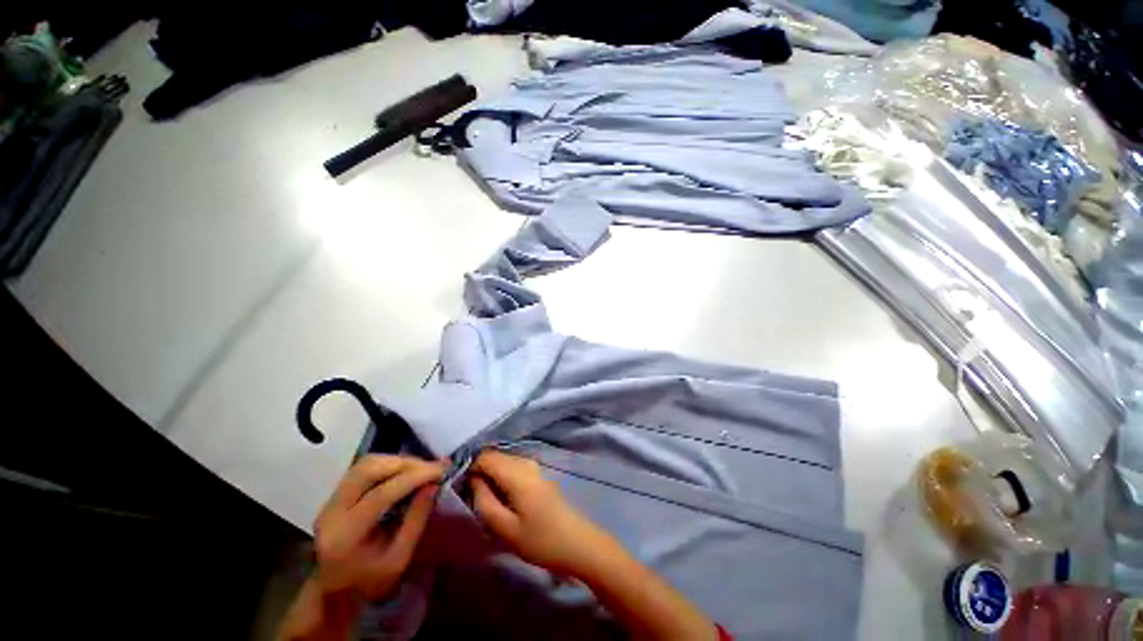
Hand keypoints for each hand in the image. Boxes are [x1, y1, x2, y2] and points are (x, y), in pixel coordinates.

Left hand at [312, 455, 443, 601]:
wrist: (334, 590)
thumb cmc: (369, 580)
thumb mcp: (399, 559)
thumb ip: (416, 521)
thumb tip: (434, 485)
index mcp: (346, 534)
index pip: (381, 494)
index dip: (414, 477)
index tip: (441, 470)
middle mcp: (332, 511)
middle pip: (369, 469)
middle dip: (406, 463)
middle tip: (431, 467)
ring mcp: (330, 500)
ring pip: (366, 464)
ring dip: (397, 461)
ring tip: (421, 468)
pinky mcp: (334, 495)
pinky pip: (363, 468)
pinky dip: (388, 464)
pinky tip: (405, 471)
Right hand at [469, 451, 618, 576]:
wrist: (576, 542)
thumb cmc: (540, 539)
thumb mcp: (504, 527)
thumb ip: (483, 500)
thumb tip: (471, 479)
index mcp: (517, 472)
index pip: (484, 456)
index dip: (468, 468)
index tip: (458, 488)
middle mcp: (525, 461)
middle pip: (494, 457)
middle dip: (478, 472)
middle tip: (470, 498)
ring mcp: (533, 466)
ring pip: (502, 462)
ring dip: (489, 476)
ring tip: (483, 501)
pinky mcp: (537, 473)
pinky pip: (512, 468)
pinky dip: (501, 478)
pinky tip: (500, 498)